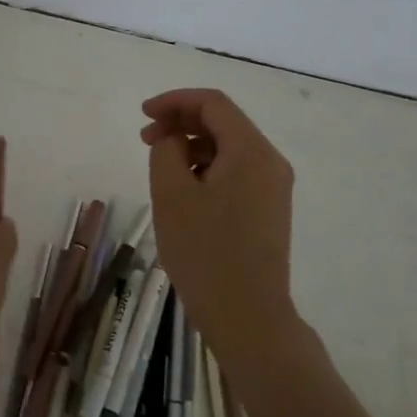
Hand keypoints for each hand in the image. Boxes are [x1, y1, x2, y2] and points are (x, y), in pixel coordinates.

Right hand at [141, 89, 295, 349]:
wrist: (248, 315)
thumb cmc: (205, 252)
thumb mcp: (171, 195)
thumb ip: (167, 150)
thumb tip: (173, 137)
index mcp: (251, 151)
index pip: (213, 103)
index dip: (174, 101)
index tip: (143, 115)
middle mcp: (270, 162)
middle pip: (224, 122)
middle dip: (182, 122)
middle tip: (145, 140)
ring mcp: (273, 187)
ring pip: (229, 148)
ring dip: (192, 146)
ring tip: (160, 167)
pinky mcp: (269, 209)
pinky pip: (236, 172)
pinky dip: (207, 168)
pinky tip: (183, 190)